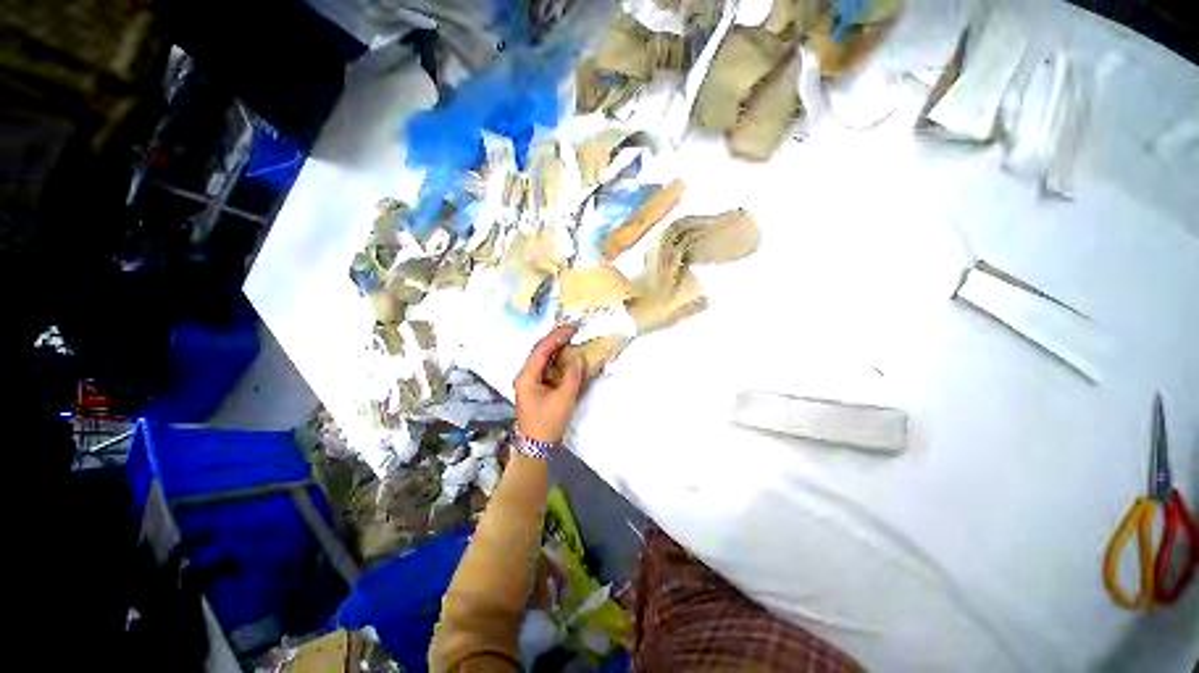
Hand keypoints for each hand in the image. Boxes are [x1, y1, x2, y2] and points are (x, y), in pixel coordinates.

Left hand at [514, 324, 583, 443]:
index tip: (572, 328)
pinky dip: (557, 359)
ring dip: (556, 347)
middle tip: (573, 330)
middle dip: (556, 338)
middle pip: (540, 350)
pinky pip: (546, 367)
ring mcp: (529, 380)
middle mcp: (525, 374)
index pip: (542, 349)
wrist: (535, 446)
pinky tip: (567, 355)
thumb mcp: (563, 399)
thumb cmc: (547, 423)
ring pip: (543, 357)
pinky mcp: (535, 386)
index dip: (557, 336)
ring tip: (571, 338)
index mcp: (527, 376)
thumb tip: (579, 359)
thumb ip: (572, 377)